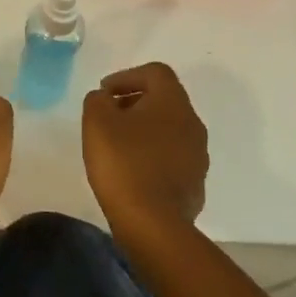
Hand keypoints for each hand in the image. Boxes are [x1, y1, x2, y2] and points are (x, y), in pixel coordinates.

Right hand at [82, 62, 208, 242]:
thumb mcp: (97, 122)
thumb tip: (106, 99)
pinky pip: (172, 158)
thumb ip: (98, 100)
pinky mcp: (195, 183)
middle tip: (109, 117)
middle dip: (134, 102)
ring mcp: (198, 155)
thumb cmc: (124, 164)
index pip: (155, 72)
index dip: (127, 75)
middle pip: (164, 100)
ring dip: (144, 130)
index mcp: (173, 102)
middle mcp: (193, 123)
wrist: (154, 224)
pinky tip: (132, 172)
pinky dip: (152, 155)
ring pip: (170, 130)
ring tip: (118, 146)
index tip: (105, 92)